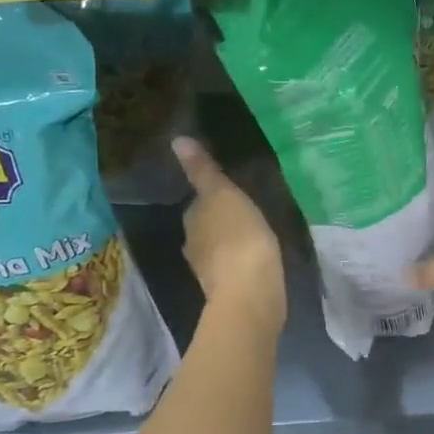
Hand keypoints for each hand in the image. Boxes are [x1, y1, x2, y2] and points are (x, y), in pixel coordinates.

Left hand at [174, 137, 285, 332]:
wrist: (250, 294)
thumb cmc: (239, 238)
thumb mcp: (224, 195)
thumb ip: (203, 171)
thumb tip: (177, 140)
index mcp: (192, 222)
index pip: (197, 205)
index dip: (213, 199)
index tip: (233, 195)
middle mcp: (193, 246)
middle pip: (206, 228)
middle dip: (221, 223)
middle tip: (247, 215)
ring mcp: (210, 272)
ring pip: (219, 250)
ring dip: (231, 245)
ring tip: (255, 238)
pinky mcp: (229, 291)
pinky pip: (233, 270)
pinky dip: (241, 264)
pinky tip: (256, 263)